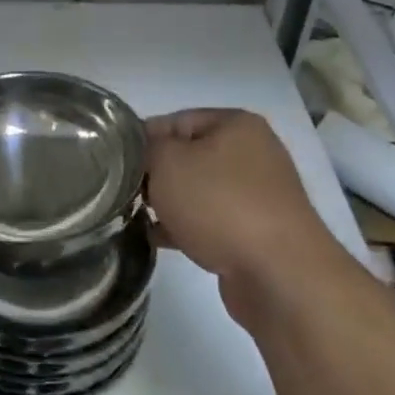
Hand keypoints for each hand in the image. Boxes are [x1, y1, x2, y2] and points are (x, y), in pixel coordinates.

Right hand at [146, 109, 338, 328]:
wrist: (280, 274)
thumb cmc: (220, 205)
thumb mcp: (168, 163)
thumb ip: (145, 148)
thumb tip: (139, 150)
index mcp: (236, 124)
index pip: (174, 120)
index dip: (141, 140)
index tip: (114, 164)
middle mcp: (252, 152)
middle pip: (186, 155)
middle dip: (154, 174)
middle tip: (124, 193)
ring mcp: (257, 194)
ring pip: (197, 190)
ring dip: (167, 203)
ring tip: (136, 217)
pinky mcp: (256, 231)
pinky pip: (210, 220)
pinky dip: (185, 226)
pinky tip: (157, 239)